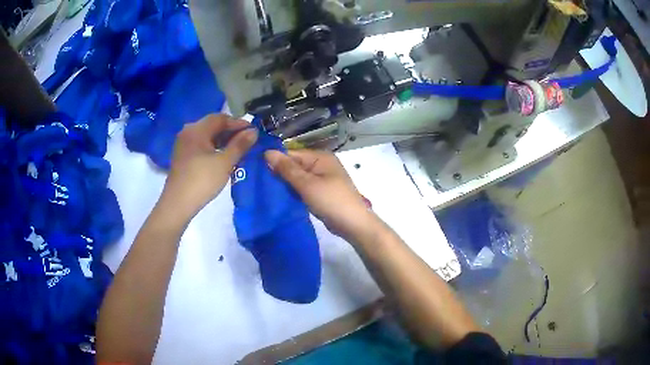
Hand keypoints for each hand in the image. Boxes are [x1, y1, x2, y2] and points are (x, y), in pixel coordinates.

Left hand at [161, 114, 257, 221]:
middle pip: (212, 125)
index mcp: (197, 129)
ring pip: (207, 136)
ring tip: (238, 150)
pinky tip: (223, 157)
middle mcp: (188, 132)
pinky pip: (201, 145)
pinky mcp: (182, 156)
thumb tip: (254, 131)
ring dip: (223, 140)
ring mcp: (183, 144)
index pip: (221, 118)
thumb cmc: (202, 180)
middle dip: (231, 131)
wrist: (177, 204)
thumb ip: (240, 144)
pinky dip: (213, 148)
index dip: (238, 123)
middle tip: (248, 141)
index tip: (253, 131)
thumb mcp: (225, 162)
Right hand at [264, 149, 381, 242]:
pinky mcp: (320, 192)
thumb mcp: (307, 184)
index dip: (274, 161)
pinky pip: (302, 187)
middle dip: (278, 173)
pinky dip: (293, 191)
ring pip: (297, 177)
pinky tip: (279, 196)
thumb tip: (267, 152)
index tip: (255, 170)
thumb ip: (287, 169)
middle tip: (257, 182)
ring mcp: (321, 179)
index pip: (291, 154)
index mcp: (320, 157)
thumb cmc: (331, 201)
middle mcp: (321, 164)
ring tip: (264, 189)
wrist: (353, 224)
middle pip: (294, 165)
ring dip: (284, 183)